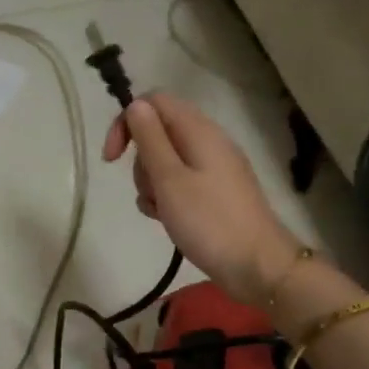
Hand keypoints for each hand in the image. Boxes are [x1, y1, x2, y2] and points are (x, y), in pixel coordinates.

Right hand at [102, 92, 304, 304]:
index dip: (127, 122)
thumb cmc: (209, 222)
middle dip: (142, 161)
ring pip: (167, 162)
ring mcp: (214, 169)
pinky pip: (180, 184)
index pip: (154, 102)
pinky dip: (167, 198)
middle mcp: (208, 142)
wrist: (257, 265)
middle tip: (150, 191)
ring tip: (161, 212)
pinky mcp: (215, 193)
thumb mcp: (170, 180)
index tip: (111, 159)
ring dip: (152, 184)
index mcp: (199, 131)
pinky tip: (167, 221)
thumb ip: (151, 140)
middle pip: (159, 133)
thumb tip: (136, 105)